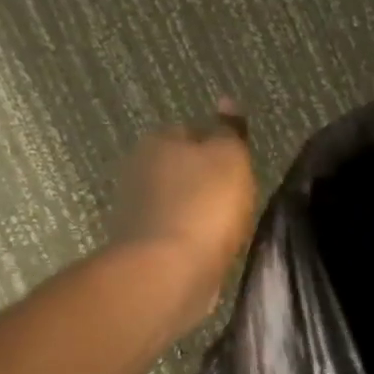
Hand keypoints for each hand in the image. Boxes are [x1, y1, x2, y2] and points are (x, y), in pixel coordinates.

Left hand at [110, 102, 257, 329]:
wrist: (169, 271)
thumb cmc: (204, 207)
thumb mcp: (230, 159)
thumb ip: (230, 131)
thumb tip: (227, 101)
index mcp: (159, 140)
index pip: (191, 131)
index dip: (217, 146)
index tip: (238, 167)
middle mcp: (139, 168)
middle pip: (179, 166)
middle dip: (202, 178)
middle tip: (234, 197)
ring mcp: (135, 209)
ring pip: (175, 200)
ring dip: (194, 209)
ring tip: (224, 227)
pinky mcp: (140, 245)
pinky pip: (172, 232)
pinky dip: (188, 236)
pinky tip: (207, 248)